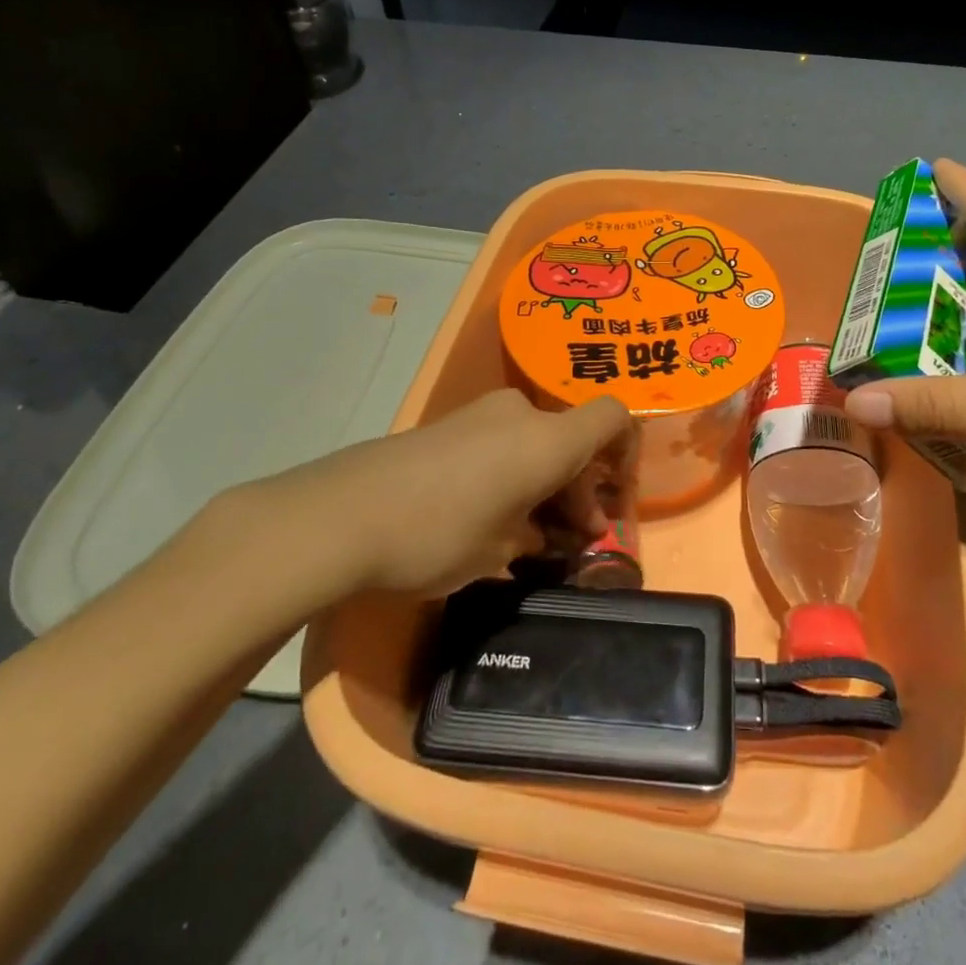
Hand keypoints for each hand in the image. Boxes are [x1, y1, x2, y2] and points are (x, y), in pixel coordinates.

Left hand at [223, 389, 637, 604]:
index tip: (613, 498)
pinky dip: (512, 471)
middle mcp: (519, 414)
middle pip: (572, 438)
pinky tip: (490, 515)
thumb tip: (548, 531)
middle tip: (573, 538)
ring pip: (535, 441)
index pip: (612, 418)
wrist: (339, 514)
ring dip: (545, 481)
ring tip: (529, 534)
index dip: (625, 452)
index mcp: (546, 439)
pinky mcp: (447, 425)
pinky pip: (501, 441)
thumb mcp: (500, 550)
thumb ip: (538, 534)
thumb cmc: (437, 536)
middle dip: (580, 486)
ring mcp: (479, 415)